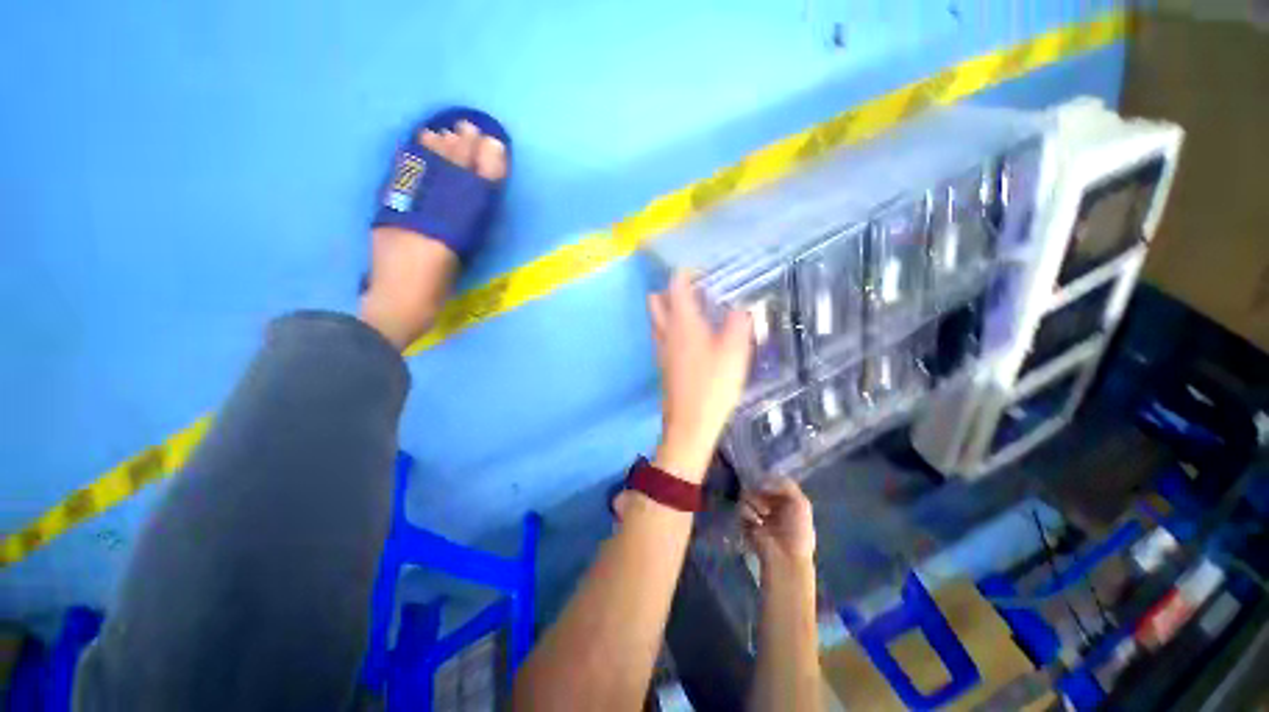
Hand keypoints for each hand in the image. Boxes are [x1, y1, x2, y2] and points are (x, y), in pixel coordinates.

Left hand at [647, 271, 752, 483]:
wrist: (690, 423)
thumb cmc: (713, 384)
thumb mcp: (735, 351)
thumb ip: (738, 324)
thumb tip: (739, 310)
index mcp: (682, 322)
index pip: (675, 286)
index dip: (685, 274)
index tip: (700, 272)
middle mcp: (665, 331)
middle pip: (656, 300)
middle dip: (670, 290)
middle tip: (695, 293)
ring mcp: (660, 348)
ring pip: (656, 319)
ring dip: (668, 309)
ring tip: (695, 314)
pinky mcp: (661, 364)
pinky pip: (660, 336)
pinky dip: (670, 328)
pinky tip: (691, 339)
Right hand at [740, 479, 815, 566]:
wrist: (785, 556)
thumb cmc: (797, 531)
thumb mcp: (801, 503)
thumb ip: (785, 484)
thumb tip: (763, 479)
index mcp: (782, 498)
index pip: (769, 479)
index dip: (768, 479)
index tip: (768, 483)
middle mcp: (767, 502)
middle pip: (755, 484)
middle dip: (760, 490)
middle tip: (767, 500)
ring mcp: (755, 510)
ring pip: (746, 493)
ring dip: (756, 502)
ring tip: (764, 514)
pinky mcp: (744, 520)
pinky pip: (741, 506)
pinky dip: (749, 513)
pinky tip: (757, 522)